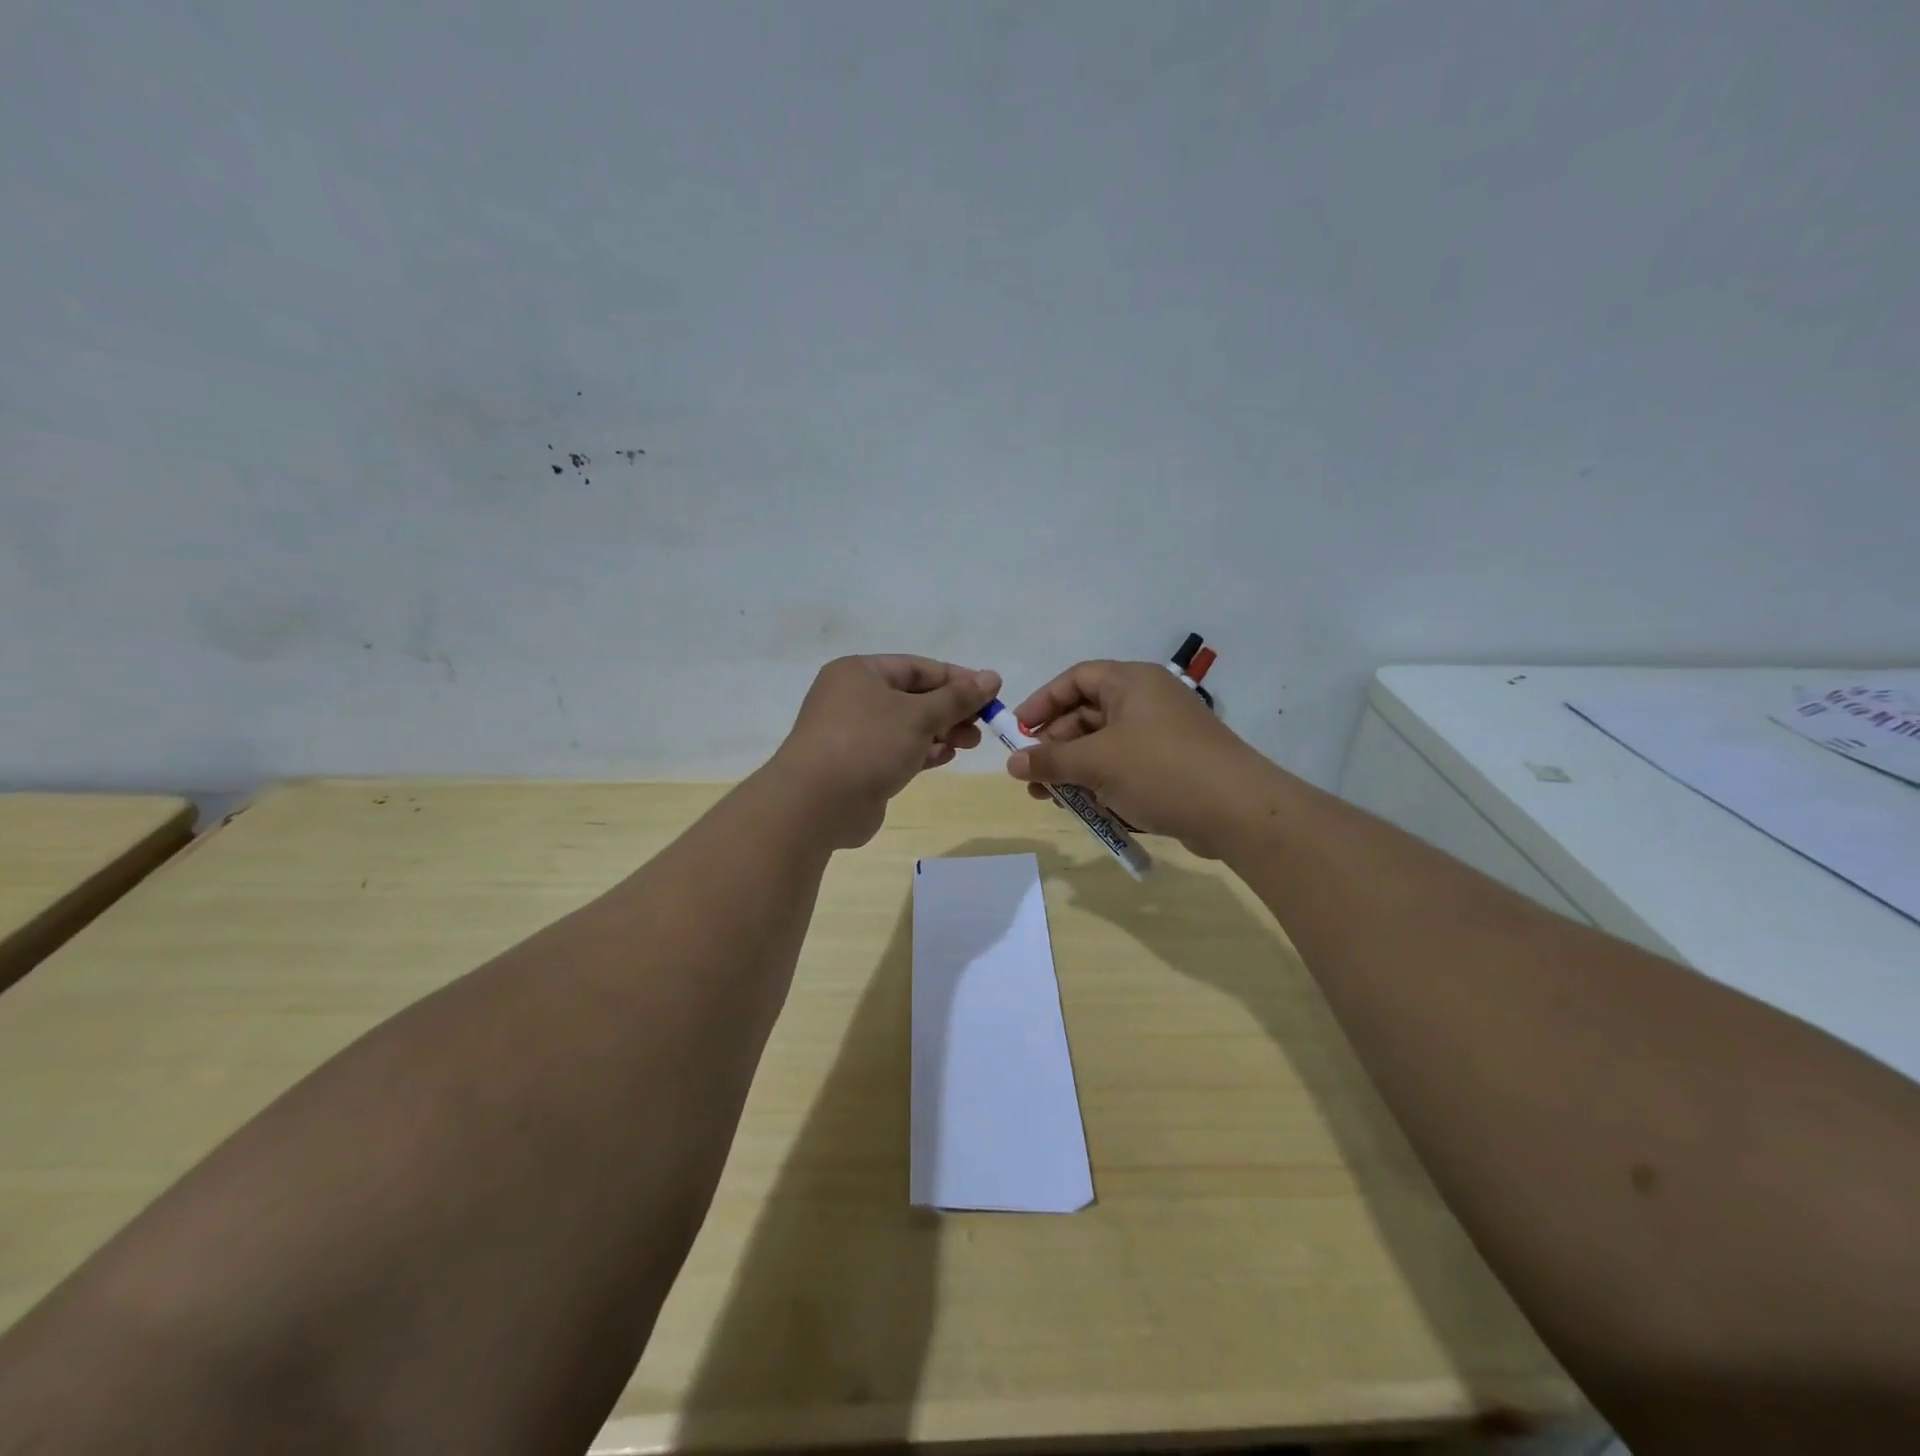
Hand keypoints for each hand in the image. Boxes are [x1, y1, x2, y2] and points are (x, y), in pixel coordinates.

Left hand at [772, 655, 1001, 847]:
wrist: (816, 803)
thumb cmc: (868, 743)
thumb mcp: (919, 715)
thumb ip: (958, 697)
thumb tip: (992, 677)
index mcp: (860, 672)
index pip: (918, 667)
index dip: (957, 679)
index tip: (991, 693)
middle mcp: (853, 697)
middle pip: (913, 697)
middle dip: (951, 710)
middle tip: (982, 726)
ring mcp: (853, 733)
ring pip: (906, 726)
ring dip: (940, 732)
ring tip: (969, 744)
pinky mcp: (857, 765)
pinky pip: (896, 750)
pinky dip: (922, 751)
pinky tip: (945, 757)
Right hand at [1006, 660, 1274, 857]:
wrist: (1238, 812)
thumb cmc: (1160, 770)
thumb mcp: (1096, 763)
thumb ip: (1050, 761)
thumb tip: (1012, 764)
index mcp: (1132, 683)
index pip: (1076, 679)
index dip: (1043, 702)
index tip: (1018, 731)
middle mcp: (1147, 702)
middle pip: (1087, 715)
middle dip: (1055, 746)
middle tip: (1032, 776)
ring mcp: (1161, 736)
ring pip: (1104, 747)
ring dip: (1074, 770)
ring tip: (1050, 798)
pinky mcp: (1172, 767)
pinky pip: (1125, 768)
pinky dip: (1102, 784)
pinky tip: (1085, 809)